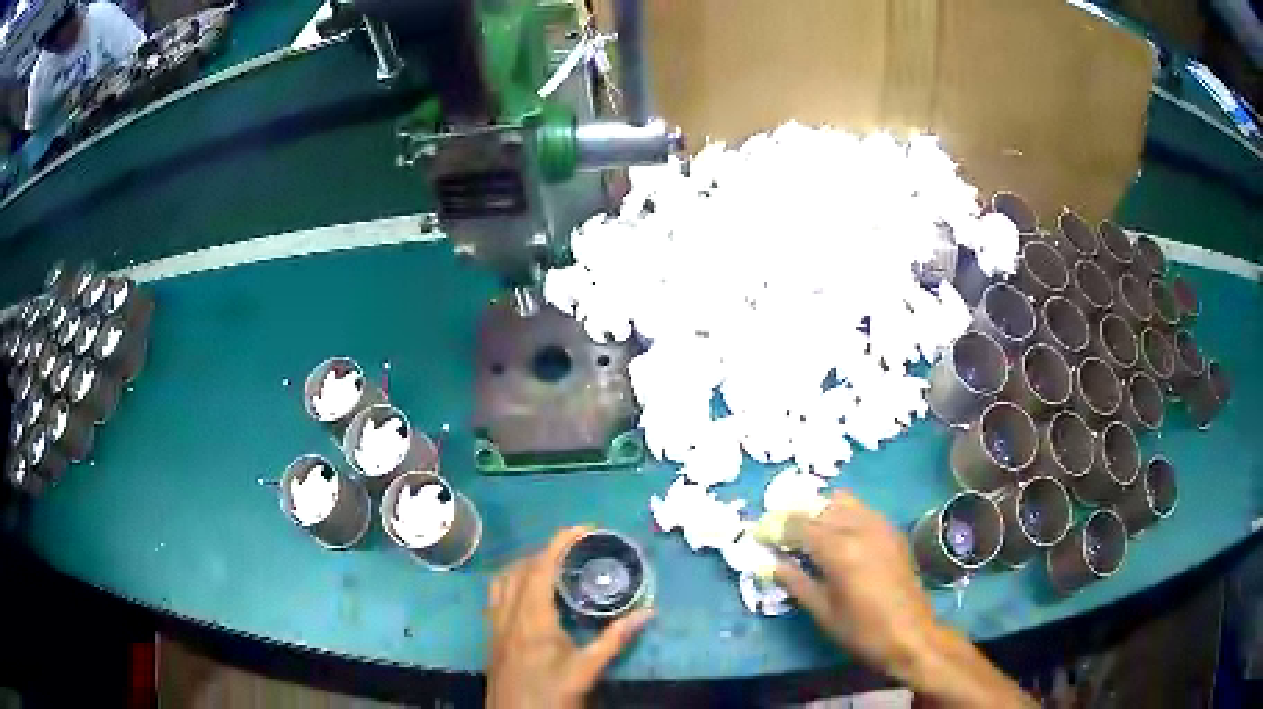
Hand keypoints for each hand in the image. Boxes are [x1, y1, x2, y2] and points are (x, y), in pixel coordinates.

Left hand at [486, 527, 653, 708]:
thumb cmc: (552, 693)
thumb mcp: (588, 668)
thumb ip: (616, 639)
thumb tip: (647, 613)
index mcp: (532, 617)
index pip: (541, 567)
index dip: (560, 542)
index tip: (584, 529)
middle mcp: (508, 613)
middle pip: (520, 568)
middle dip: (546, 552)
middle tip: (576, 551)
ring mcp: (495, 624)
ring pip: (503, 580)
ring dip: (526, 565)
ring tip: (552, 568)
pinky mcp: (492, 635)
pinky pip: (496, 596)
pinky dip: (512, 583)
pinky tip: (530, 596)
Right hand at [776, 492, 1033, 707]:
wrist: (911, 635)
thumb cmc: (862, 630)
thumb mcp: (823, 612)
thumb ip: (796, 582)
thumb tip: (771, 564)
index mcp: (840, 550)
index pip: (799, 525)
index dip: (775, 528)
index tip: (758, 534)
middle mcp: (861, 528)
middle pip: (820, 506)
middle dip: (796, 516)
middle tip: (780, 534)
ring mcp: (881, 526)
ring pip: (843, 501)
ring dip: (821, 511)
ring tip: (808, 533)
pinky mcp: (893, 531)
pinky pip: (862, 510)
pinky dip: (843, 514)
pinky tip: (837, 536)